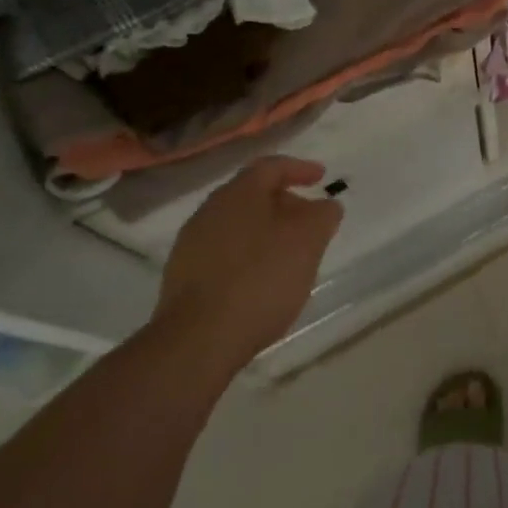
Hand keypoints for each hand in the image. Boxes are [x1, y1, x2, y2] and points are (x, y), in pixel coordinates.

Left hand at [153, 156, 340, 368]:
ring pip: (237, 225)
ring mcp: (191, 244)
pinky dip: (247, 255)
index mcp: (239, 193)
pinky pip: (224, 252)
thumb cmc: (260, 279)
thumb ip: (323, 215)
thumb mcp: (308, 241)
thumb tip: (325, 205)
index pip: (271, 166)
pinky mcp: (182, 277)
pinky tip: (261, 279)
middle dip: (284, 203)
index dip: (300, 168)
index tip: (322, 177)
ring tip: (289, 253)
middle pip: (253, 195)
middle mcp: (210, 210)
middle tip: (310, 220)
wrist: (197, 341)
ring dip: (265, 231)